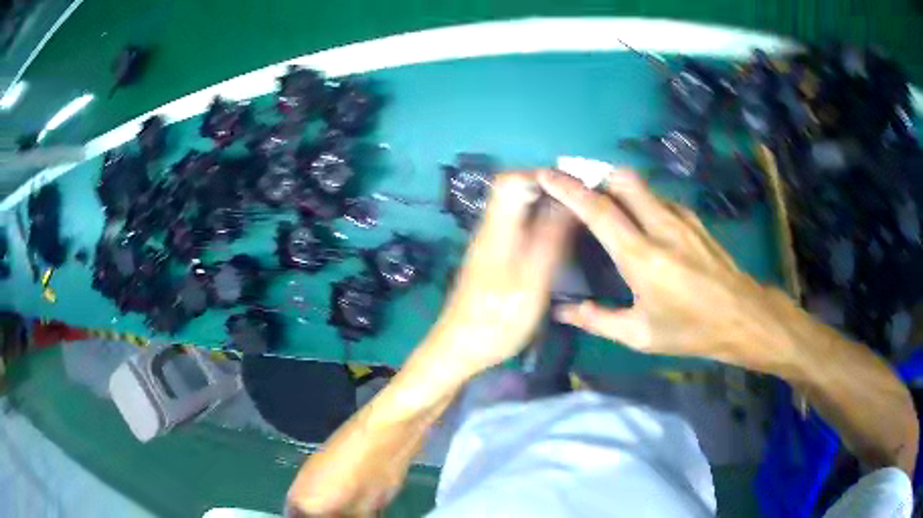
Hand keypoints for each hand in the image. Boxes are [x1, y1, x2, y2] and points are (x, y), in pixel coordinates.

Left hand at [426, 171, 574, 379]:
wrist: (458, 350)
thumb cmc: (496, 320)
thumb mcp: (531, 282)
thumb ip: (550, 239)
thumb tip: (568, 201)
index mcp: (497, 229)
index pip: (512, 179)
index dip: (543, 176)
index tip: (576, 187)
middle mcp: (490, 229)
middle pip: (514, 190)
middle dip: (549, 189)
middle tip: (582, 203)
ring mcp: (489, 244)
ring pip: (517, 209)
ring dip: (546, 206)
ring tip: (576, 219)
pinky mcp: (492, 259)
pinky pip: (517, 227)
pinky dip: (539, 225)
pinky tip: (557, 242)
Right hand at [538, 168, 793, 371]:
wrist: (742, 316)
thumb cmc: (690, 330)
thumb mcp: (641, 335)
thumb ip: (598, 320)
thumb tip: (563, 312)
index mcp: (642, 257)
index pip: (599, 211)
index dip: (569, 189)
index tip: (547, 175)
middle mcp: (661, 227)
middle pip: (622, 179)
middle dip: (593, 173)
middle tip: (573, 181)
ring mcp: (681, 219)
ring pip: (641, 185)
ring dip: (615, 185)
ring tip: (600, 198)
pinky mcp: (693, 219)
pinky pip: (658, 198)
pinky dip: (639, 199)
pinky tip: (637, 218)